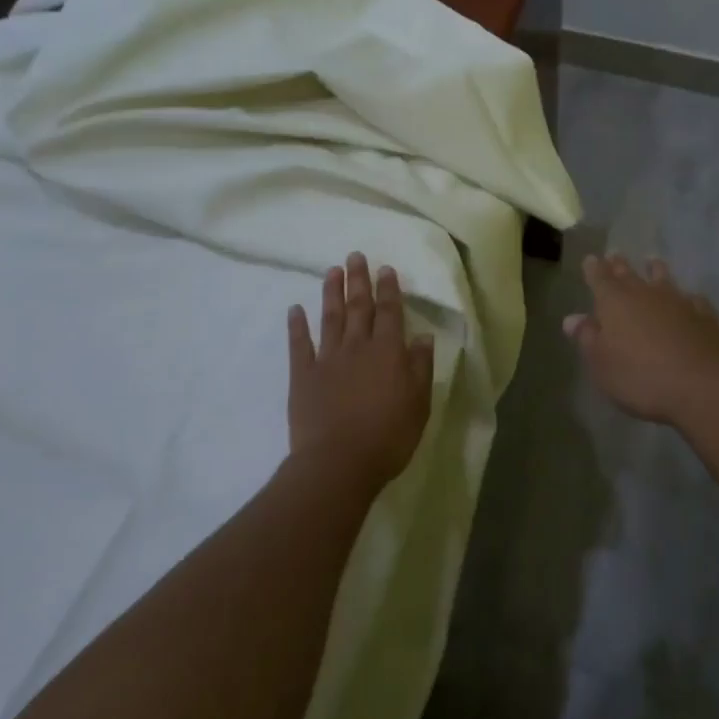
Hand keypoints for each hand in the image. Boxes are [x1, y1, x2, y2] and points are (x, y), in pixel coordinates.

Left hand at [287, 252, 432, 487]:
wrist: (338, 463)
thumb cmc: (388, 436)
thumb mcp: (419, 404)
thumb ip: (421, 368)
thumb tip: (423, 337)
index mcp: (388, 351)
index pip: (390, 312)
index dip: (389, 289)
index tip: (385, 268)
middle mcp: (358, 346)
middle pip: (359, 306)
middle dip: (359, 280)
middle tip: (355, 255)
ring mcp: (327, 359)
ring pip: (330, 317)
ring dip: (331, 292)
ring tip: (331, 270)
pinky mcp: (303, 376)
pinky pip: (300, 345)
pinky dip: (297, 325)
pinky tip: (295, 309)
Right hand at [563, 254, 718, 426]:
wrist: (704, 385)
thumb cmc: (641, 377)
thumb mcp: (602, 365)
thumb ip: (587, 338)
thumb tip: (572, 318)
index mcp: (614, 302)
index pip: (599, 278)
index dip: (593, 269)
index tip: (591, 259)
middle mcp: (645, 294)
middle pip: (629, 274)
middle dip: (619, 265)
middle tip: (615, 255)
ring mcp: (678, 301)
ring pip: (663, 279)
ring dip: (655, 270)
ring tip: (652, 262)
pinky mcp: (704, 315)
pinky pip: (693, 299)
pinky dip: (688, 298)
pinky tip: (690, 299)